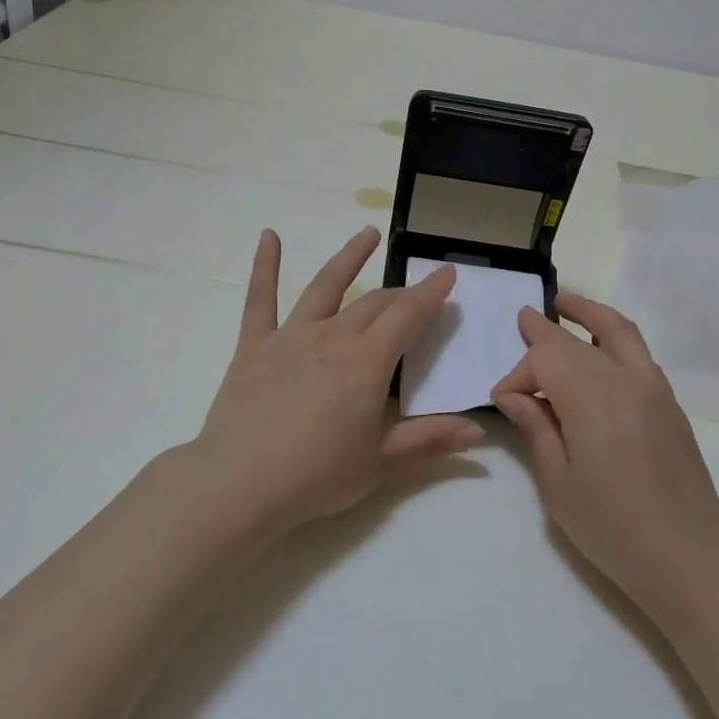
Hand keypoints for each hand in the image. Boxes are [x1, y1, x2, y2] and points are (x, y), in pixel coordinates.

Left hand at [192, 227, 483, 532]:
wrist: (239, 484)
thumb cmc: (317, 476)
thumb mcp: (382, 462)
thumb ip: (431, 440)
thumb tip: (479, 430)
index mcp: (368, 362)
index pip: (408, 316)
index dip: (431, 293)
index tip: (447, 273)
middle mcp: (333, 337)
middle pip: (374, 303)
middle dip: (402, 293)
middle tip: (418, 290)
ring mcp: (290, 337)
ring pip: (325, 286)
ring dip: (349, 258)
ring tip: (367, 234)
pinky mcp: (254, 346)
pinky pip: (261, 298)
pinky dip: (265, 265)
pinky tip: (268, 236)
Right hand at [492, 294, 718, 627]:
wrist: (687, 557)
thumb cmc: (611, 526)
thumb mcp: (557, 482)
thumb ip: (536, 428)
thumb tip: (514, 394)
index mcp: (592, 397)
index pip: (545, 359)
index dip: (518, 374)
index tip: (504, 402)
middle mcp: (626, 379)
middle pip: (577, 341)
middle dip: (545, 332)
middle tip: (523, 317)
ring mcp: (655, 388)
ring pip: (619, 332)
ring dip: (589, 314)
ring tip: (565, 304)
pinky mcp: (671, 404)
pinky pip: (638, 354)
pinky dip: (614, 338)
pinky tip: (599, 352)